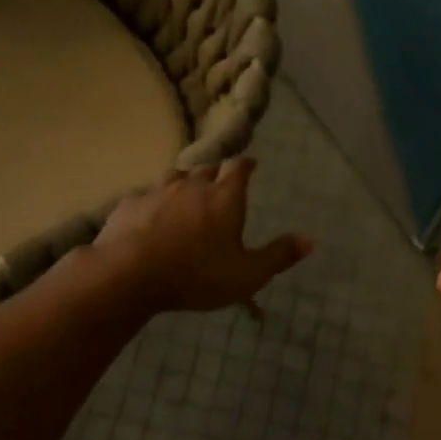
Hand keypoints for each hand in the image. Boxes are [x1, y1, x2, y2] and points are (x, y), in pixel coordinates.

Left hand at [95, 158, 311, 312]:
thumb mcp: (248, 274)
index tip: (251, 164)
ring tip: (188, 195)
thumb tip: (311, 239)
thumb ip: (279, 255)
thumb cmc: (197, 275)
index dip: (246, 165)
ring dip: (185, 183)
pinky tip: (153, 216)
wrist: (130, 275)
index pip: (238, 168)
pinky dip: (155, 202)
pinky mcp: (129, 205)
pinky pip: (147, 196)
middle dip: (216, 174)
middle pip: (206, 169)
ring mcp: (157, 192)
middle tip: (221, 184)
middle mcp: (192, 186)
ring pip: (175, 177)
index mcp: (225, 198)